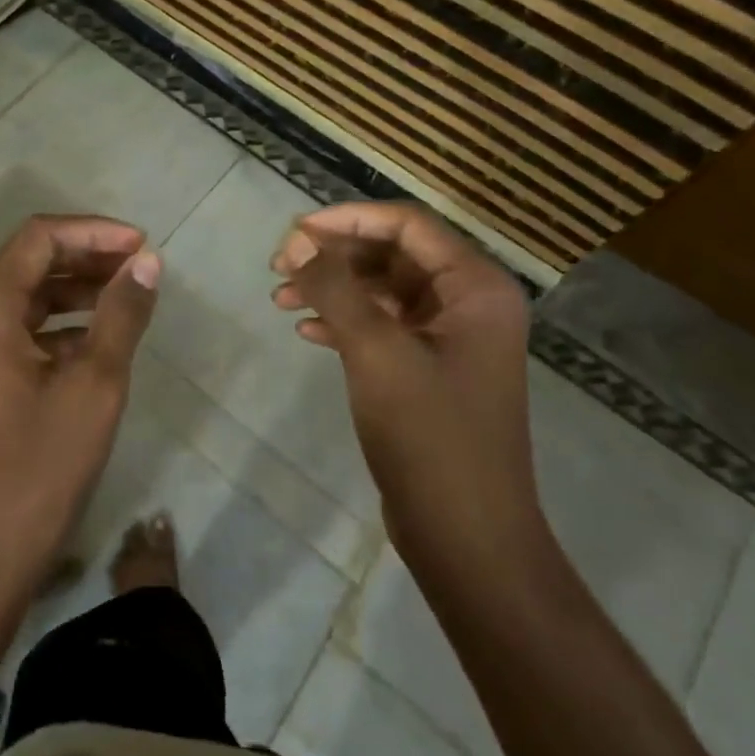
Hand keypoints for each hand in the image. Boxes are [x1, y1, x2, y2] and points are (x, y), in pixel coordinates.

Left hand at [0, 215, 160, 599]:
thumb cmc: (40, 466)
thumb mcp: (94, 384)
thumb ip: (122, 315)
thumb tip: (148, 262)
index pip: (40, 238)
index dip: (94, 232)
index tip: (142, 245)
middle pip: (32, 260)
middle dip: (88, 256)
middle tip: (141, 267)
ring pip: (30, 293)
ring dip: (79, 288)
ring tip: (130, 296)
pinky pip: (25, 327)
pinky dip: (65, 322)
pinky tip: (103, 337)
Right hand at [269, 202, 539, 560]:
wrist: (466, 536)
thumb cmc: (429, 435)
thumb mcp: (376, 352)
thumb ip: (335, 288)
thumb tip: (298, 239)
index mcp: (475, 287)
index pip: (407, 225)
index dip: (347, 219)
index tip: (293, 232)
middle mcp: (469, 303)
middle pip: (392, 254)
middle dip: (334, 255)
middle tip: (279, 266)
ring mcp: (450, 338)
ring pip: (382, 290)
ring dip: (333, 289)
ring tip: (280, 298)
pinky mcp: (429, 369)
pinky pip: (383, 326)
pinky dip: (344, 322)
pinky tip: (306, 331)